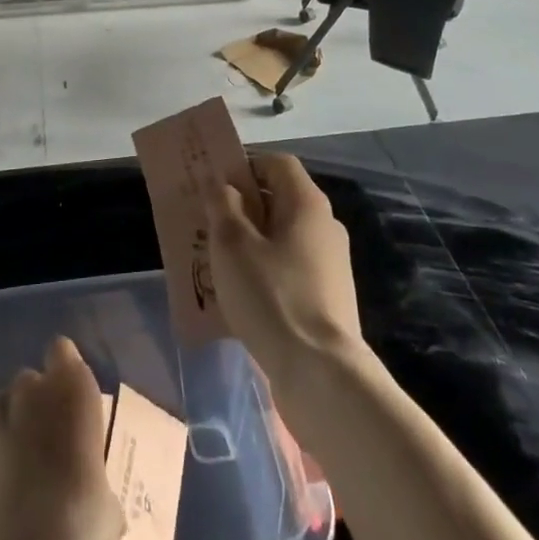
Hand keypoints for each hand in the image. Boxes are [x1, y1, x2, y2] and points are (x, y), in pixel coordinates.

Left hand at [0, 337, 123, 539]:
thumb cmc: (74, 528)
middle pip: (30, 384)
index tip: (65, 404)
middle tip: (38, 452)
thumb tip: (91, 488)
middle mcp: (30, 384)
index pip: (64, 354)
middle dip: (33, 408)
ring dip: (2, 429)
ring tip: (3, 474)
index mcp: (73, 388)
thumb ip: (94, 475)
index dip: (63, 375)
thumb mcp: (106, 504)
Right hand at [205, 155, 365, 403]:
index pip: (277, 164)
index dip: (244, 166)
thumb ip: (222, 205)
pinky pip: (290, 271)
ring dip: (250, 243)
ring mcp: (330, 265)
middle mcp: (325, 227)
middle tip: (207, 224)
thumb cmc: (272, 296)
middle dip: (242, 208)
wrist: (321, 375)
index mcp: (307, 204)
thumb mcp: (233, 244)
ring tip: (217, 263)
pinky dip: (265, 273)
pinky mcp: (328, 300)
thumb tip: (220, 183)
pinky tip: (240, 297)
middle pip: (279, 201)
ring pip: (282, 239)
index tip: (214, 186)